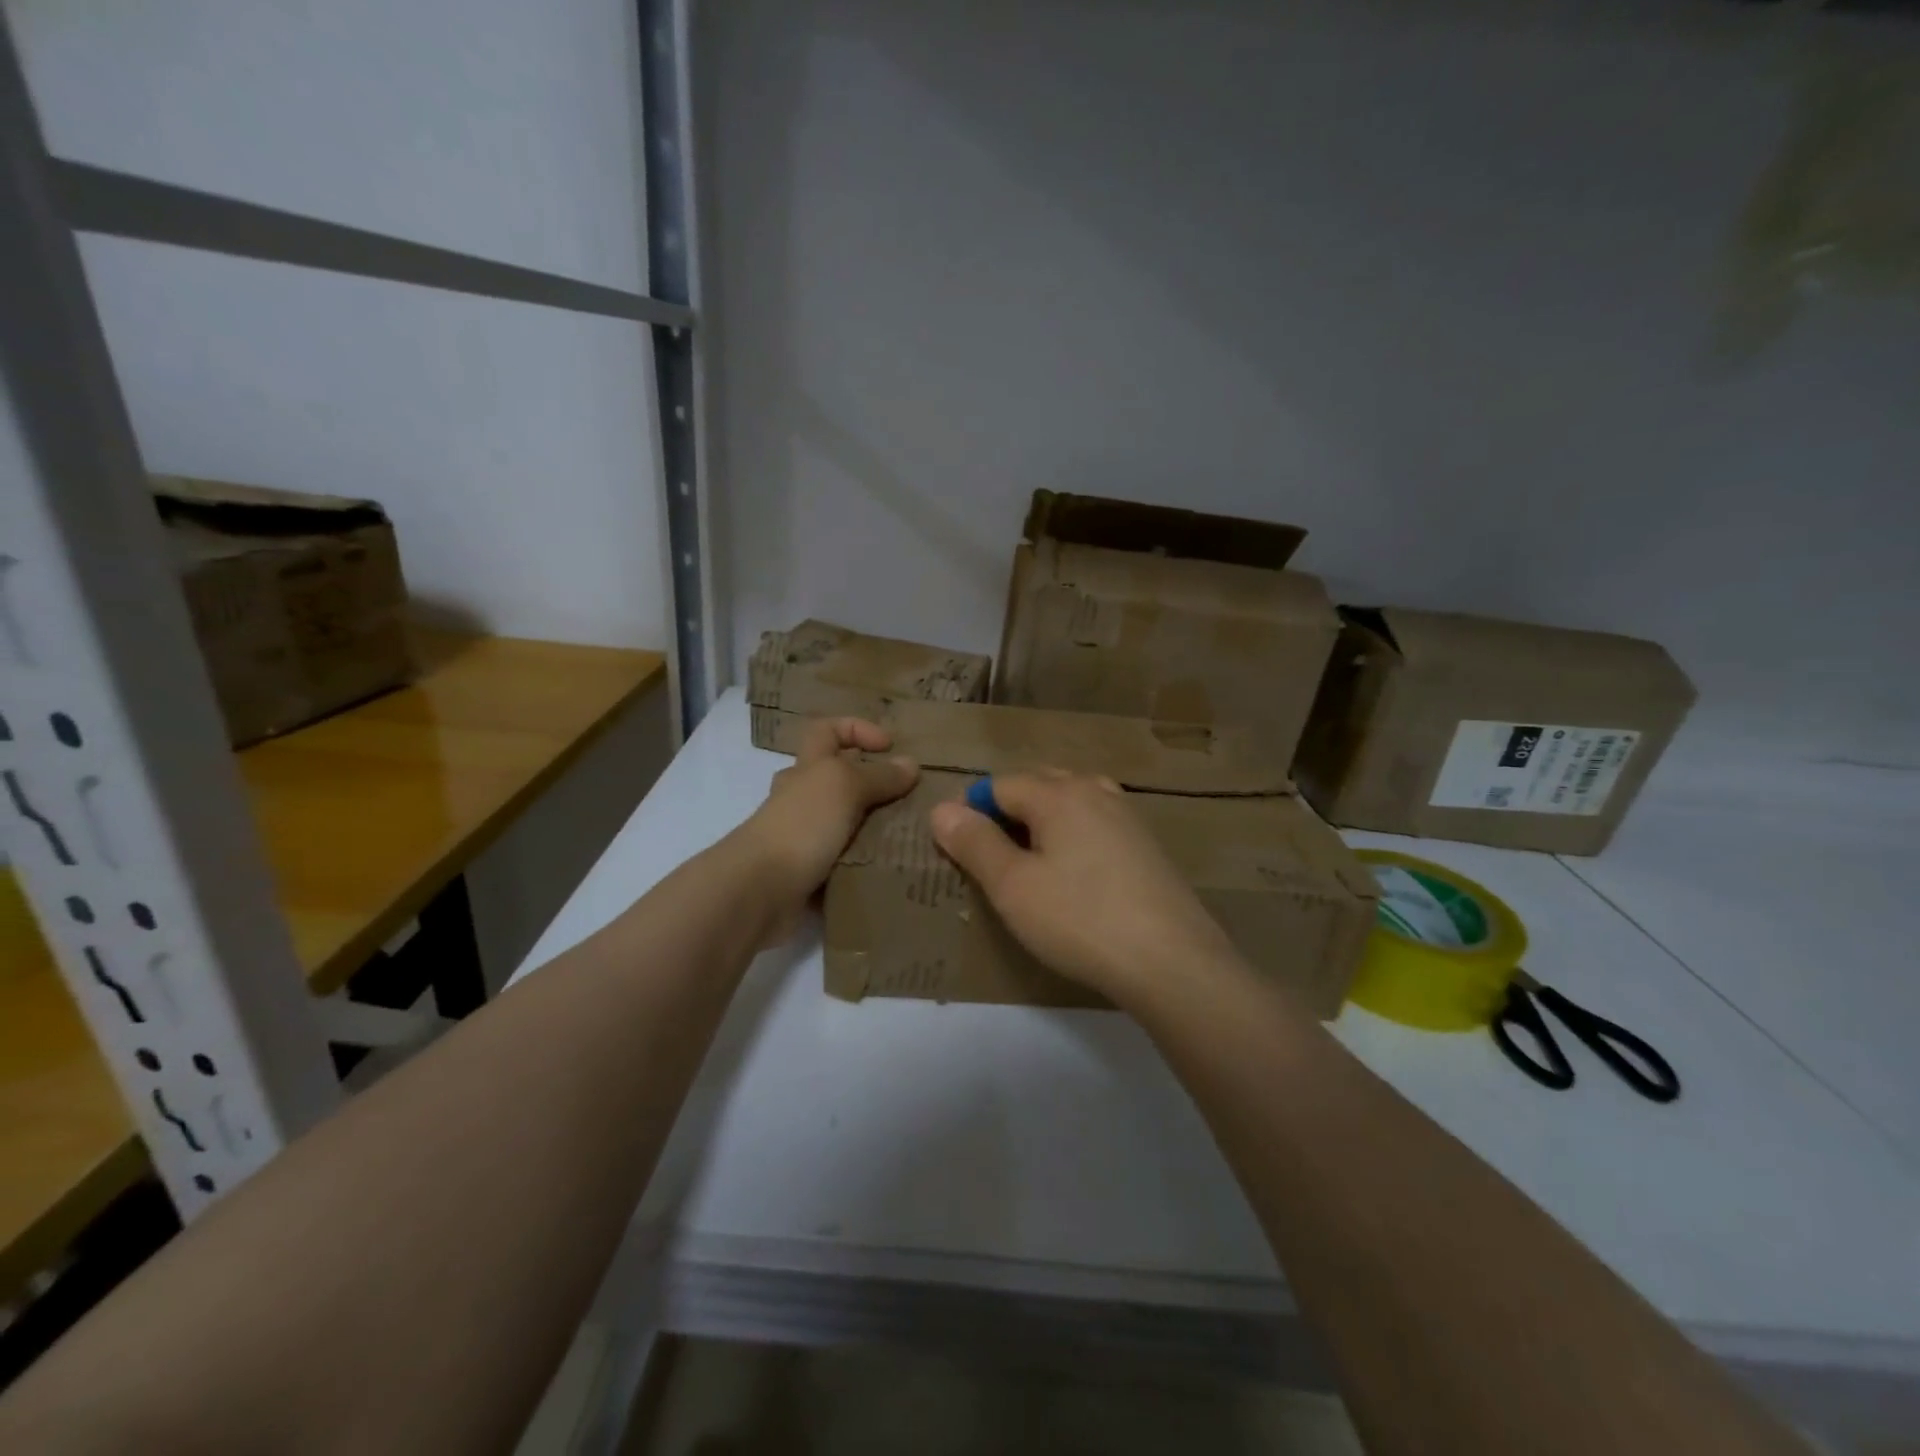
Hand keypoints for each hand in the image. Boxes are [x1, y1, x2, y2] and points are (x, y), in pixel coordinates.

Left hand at [738, 718, 917, 942]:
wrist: (759, 890)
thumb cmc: (802, 825)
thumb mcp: (845, 787)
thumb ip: (879, 776)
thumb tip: (911, 764)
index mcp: (806, 768)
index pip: (827, 731)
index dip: (857, 729)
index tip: (890, 746)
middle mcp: (800, 798)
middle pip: (837, 779)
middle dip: (872, 784)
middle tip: (910, 797)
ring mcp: (801, 836)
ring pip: (843, 821)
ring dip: (872, 826)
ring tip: (910, 835)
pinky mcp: (806, 872)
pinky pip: (842, 859)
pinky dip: (863, 861)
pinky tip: (890, 866)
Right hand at [929, 771, 1241, 1005]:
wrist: (1173, 961)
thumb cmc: (1080, 919)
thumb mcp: (1013, 886)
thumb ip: (974, 843)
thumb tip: (941, 809)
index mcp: (1058, 793)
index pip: (999, 785)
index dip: (970, 811)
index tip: (956, 850)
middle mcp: (1095, 790)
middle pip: (1037, 785)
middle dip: (1006, 811)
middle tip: (989, 856)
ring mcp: (1127, 815)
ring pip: (1070, 802)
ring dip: (1041, 822)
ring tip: (1028, 862)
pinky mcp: (1146, 844)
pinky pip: (1095, 823)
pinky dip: (1072, 836)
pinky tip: (1074, 874)